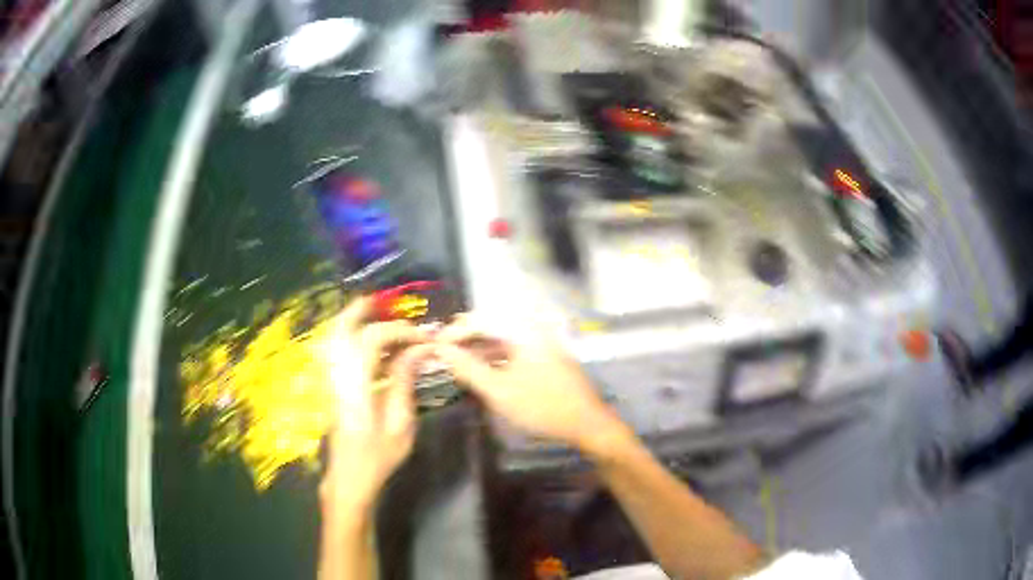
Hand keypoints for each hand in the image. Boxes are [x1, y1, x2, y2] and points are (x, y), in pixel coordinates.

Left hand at [318, 297, 431, 517]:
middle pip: (339, 330)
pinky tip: (364, 342)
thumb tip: (418, 350)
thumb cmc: (378, 457)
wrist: (349, 478)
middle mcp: (336, 377)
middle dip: (359, 311)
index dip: (398, 332)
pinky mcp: (328, 386)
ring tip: (374, 314)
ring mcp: (328, 381)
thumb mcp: (400, 424)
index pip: (371, 341)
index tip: (422, 338)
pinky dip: (346, 337)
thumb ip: (404, 382)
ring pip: (331, 338)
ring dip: (351, 321)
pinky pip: (332, 351)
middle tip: (383, 303)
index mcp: (356, 387)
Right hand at [432, 315, 628, 453]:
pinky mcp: (546, 355)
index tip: (434, 346)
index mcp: (523, 329)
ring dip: (479, 348)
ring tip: (457, 361)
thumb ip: (468, 368)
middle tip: (442, 352)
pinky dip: (495, 357)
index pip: (480, 320)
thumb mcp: (499, 390)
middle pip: (492, 325)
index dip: (454, 332)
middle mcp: (533, 328)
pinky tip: (483, 369)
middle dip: (465, 338)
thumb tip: (441, 349)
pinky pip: (514, 349)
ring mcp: (542, 341)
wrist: (587, 423)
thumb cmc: (541, 406)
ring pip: (502, 338)